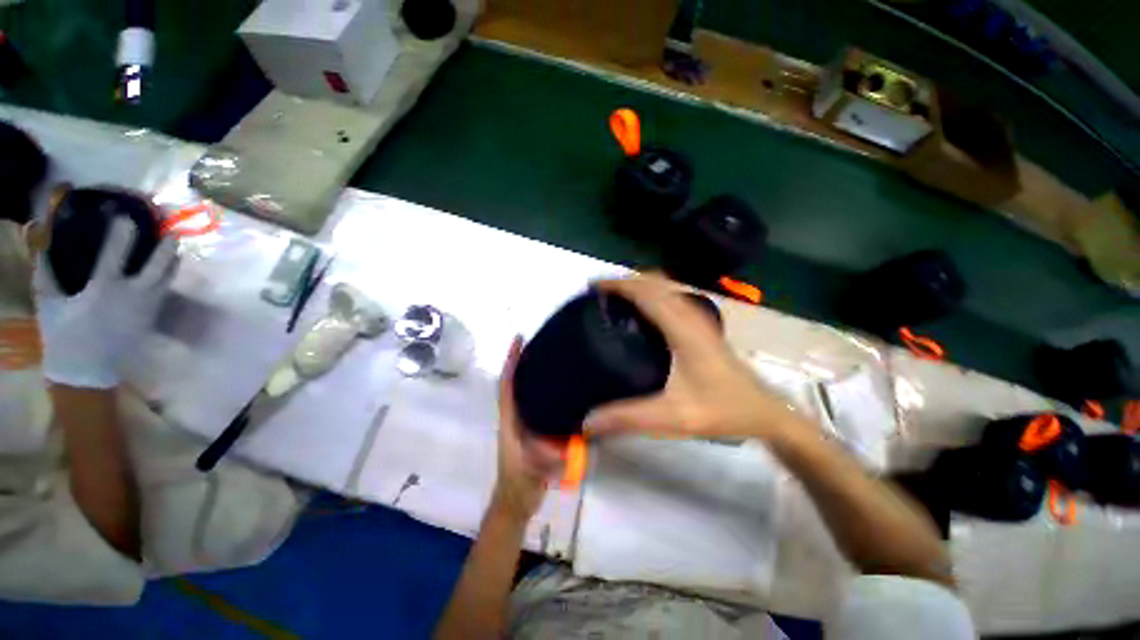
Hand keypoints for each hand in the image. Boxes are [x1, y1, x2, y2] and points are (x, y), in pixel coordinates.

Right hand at [34, 218, 178, 388]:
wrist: (87, 373)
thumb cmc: (64, 336)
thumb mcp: (49, 302)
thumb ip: (46, 270)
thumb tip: (39, 237)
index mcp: (104, 288)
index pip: (116, 253)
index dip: (122, 232)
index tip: (126, 214)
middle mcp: (132, 294)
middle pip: (158, 264)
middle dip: (166, 244)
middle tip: (171, 227)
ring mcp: (147, 307)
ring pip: (167, 277)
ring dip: (172, 259)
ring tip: (176, 243)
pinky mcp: (153, 317)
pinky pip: (165, 291)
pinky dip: (168, 276)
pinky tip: (169, 267)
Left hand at [489, 336, 561, 522]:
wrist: (515, 503)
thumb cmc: (518, 485)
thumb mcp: (530, 474)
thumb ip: (543, 462)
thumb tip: (563, 445)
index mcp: (510, 420)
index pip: (507, 384)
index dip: (511, 361)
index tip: (518, 340)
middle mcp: (515, 415)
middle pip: (516, 381)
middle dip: (522, 360)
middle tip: (541, 342)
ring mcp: (523, 422)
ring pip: (525, 391)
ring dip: (532, 372)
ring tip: (551, 356)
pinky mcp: (533, 429)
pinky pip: (537, 403)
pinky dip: (544, 390)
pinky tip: (562, 387)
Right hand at [585, 274, 800, 442]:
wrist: (767, 412)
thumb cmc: (724, 410)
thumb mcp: (675, 416)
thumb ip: (631, 417)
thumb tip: (588, 421)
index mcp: (683, 329)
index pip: (647, 293)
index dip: (619, 285)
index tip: (592, 287)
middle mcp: (691, 316)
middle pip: (655, 283)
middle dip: (625, 282)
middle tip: (598, 294)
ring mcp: (699, 319)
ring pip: (665, 288)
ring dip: (638, 286)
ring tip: (613, 300)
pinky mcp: (702, 327)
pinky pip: (671, 299)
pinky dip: (651, 296)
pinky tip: (640, 315)